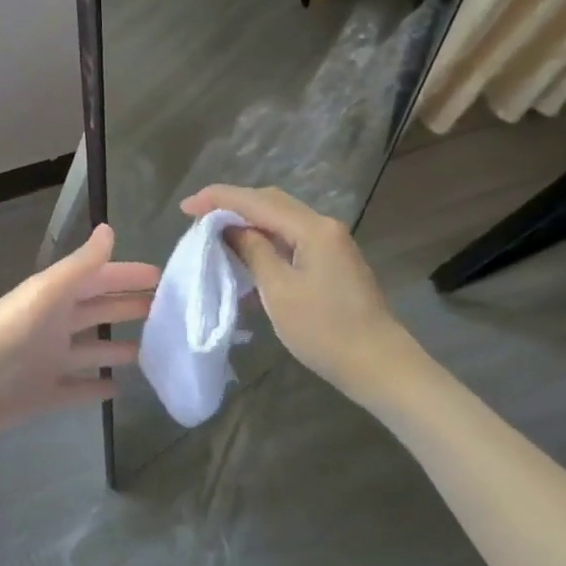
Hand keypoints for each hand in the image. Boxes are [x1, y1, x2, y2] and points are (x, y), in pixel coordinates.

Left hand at [0, 224, 155, 441]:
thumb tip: (109, 229)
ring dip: (119, 348)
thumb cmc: (10, 332)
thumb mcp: (49, 292)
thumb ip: (81, 264)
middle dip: (129, 308)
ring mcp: (50, 360)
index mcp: (56, 296)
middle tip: (168, 312)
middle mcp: (55, 324)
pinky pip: (78, 389)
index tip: (162, 277)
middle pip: (99, 312)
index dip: (128, 276)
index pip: (99, 279)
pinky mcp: (45, 395)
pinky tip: (120, 390)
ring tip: (154, 350)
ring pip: (93, 350)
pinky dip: (97, 387)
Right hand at [181, 184, 404, 395]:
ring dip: (249, 221)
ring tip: (216, 231)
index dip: (218, 199)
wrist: (380, 366)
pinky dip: (266, 238)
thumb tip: (230, 229)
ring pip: (281, 219)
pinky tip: (248, 252)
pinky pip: (292, 237)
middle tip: (198, 215)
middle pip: (271, 202)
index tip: (186, 206)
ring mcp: (332, 243)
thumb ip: (253, 252)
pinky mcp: (333, 261)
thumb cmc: (325, 330)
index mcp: (312, 228)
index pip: (256, 201)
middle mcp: (324, 226)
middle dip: (232, 204)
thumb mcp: (279, 291)